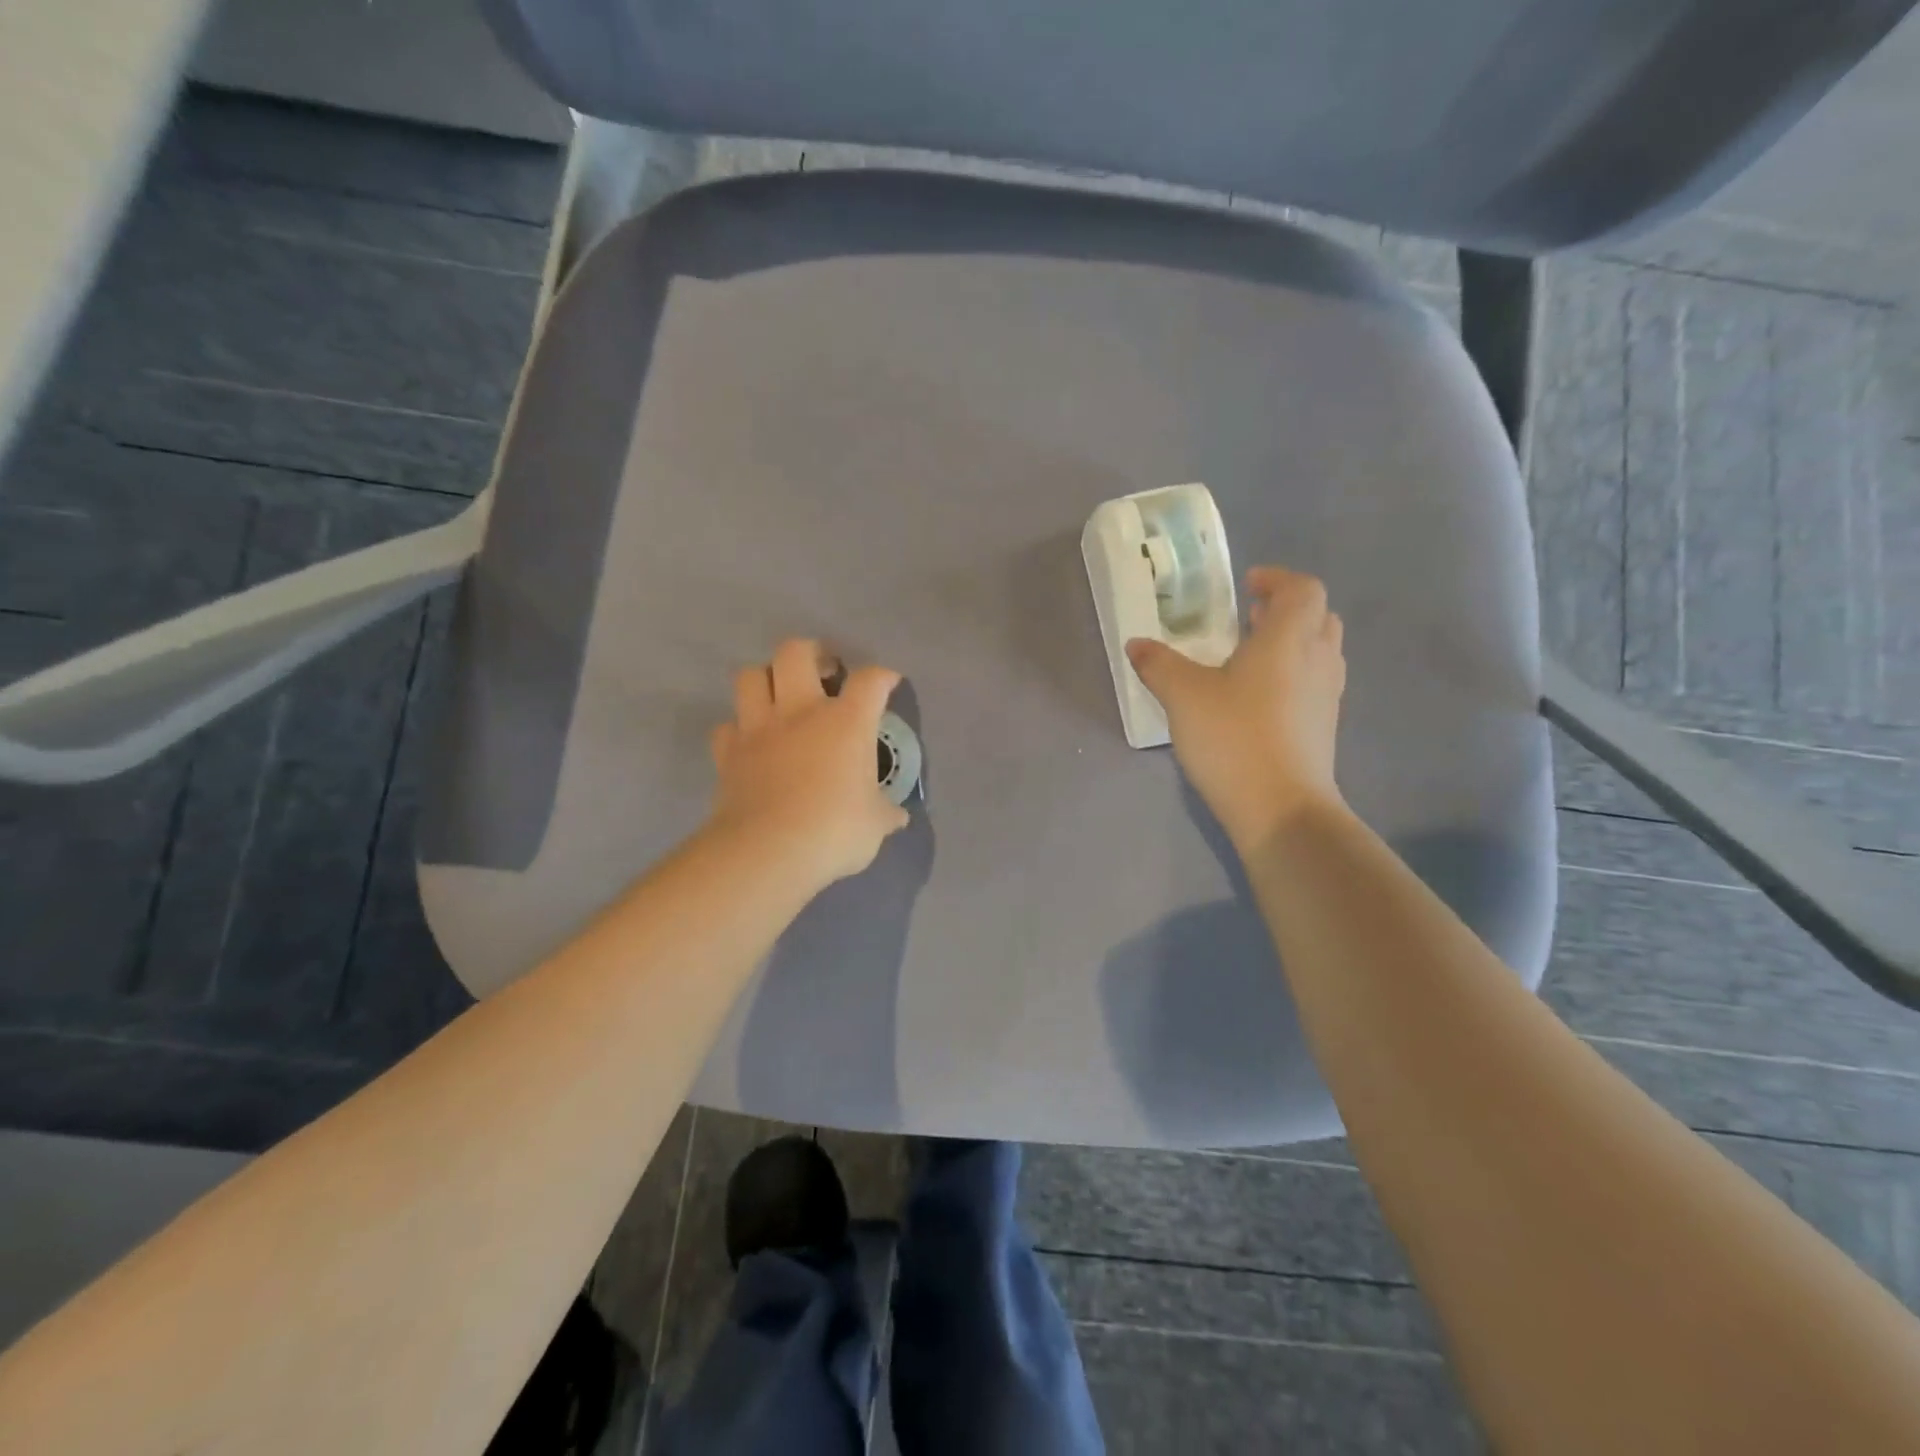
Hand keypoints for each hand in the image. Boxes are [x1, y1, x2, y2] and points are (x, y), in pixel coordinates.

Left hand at [707, 639, 909, 889]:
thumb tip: (896, 816)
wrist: (767, 852)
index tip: (888, 683)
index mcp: (846, 722)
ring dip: (766, 678)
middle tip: (825, 669)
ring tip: (781, 695)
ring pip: (750, 676)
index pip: (870, 680)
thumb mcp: (874, 826)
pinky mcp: (728, 754)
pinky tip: (752, 741)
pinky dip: (739, 728)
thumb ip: (884, 813)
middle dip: (812, 652)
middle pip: (796, 652)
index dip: (882, 676)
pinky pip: (728, 726)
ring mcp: (758, 729)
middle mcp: (800, 712)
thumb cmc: (834, 831)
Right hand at [1127, 567, 1346, 849]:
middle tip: (1247, 620)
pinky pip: (1314, 683)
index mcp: (1289, 639)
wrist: (1281, 808)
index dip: (1277, 580)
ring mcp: (1326, 696)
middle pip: (1318, 617)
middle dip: (1285, 611)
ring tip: (1249, 657)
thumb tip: (1136, 644)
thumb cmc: (1235, 737)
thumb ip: (1159, 665)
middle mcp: (1318, 660)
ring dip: (1291, 643)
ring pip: (1319, 651)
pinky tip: (1257, 699)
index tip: (1247, 586)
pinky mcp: (1323, 728)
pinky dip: (1293, 675)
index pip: (1302, 589)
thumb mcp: (1184, 696)